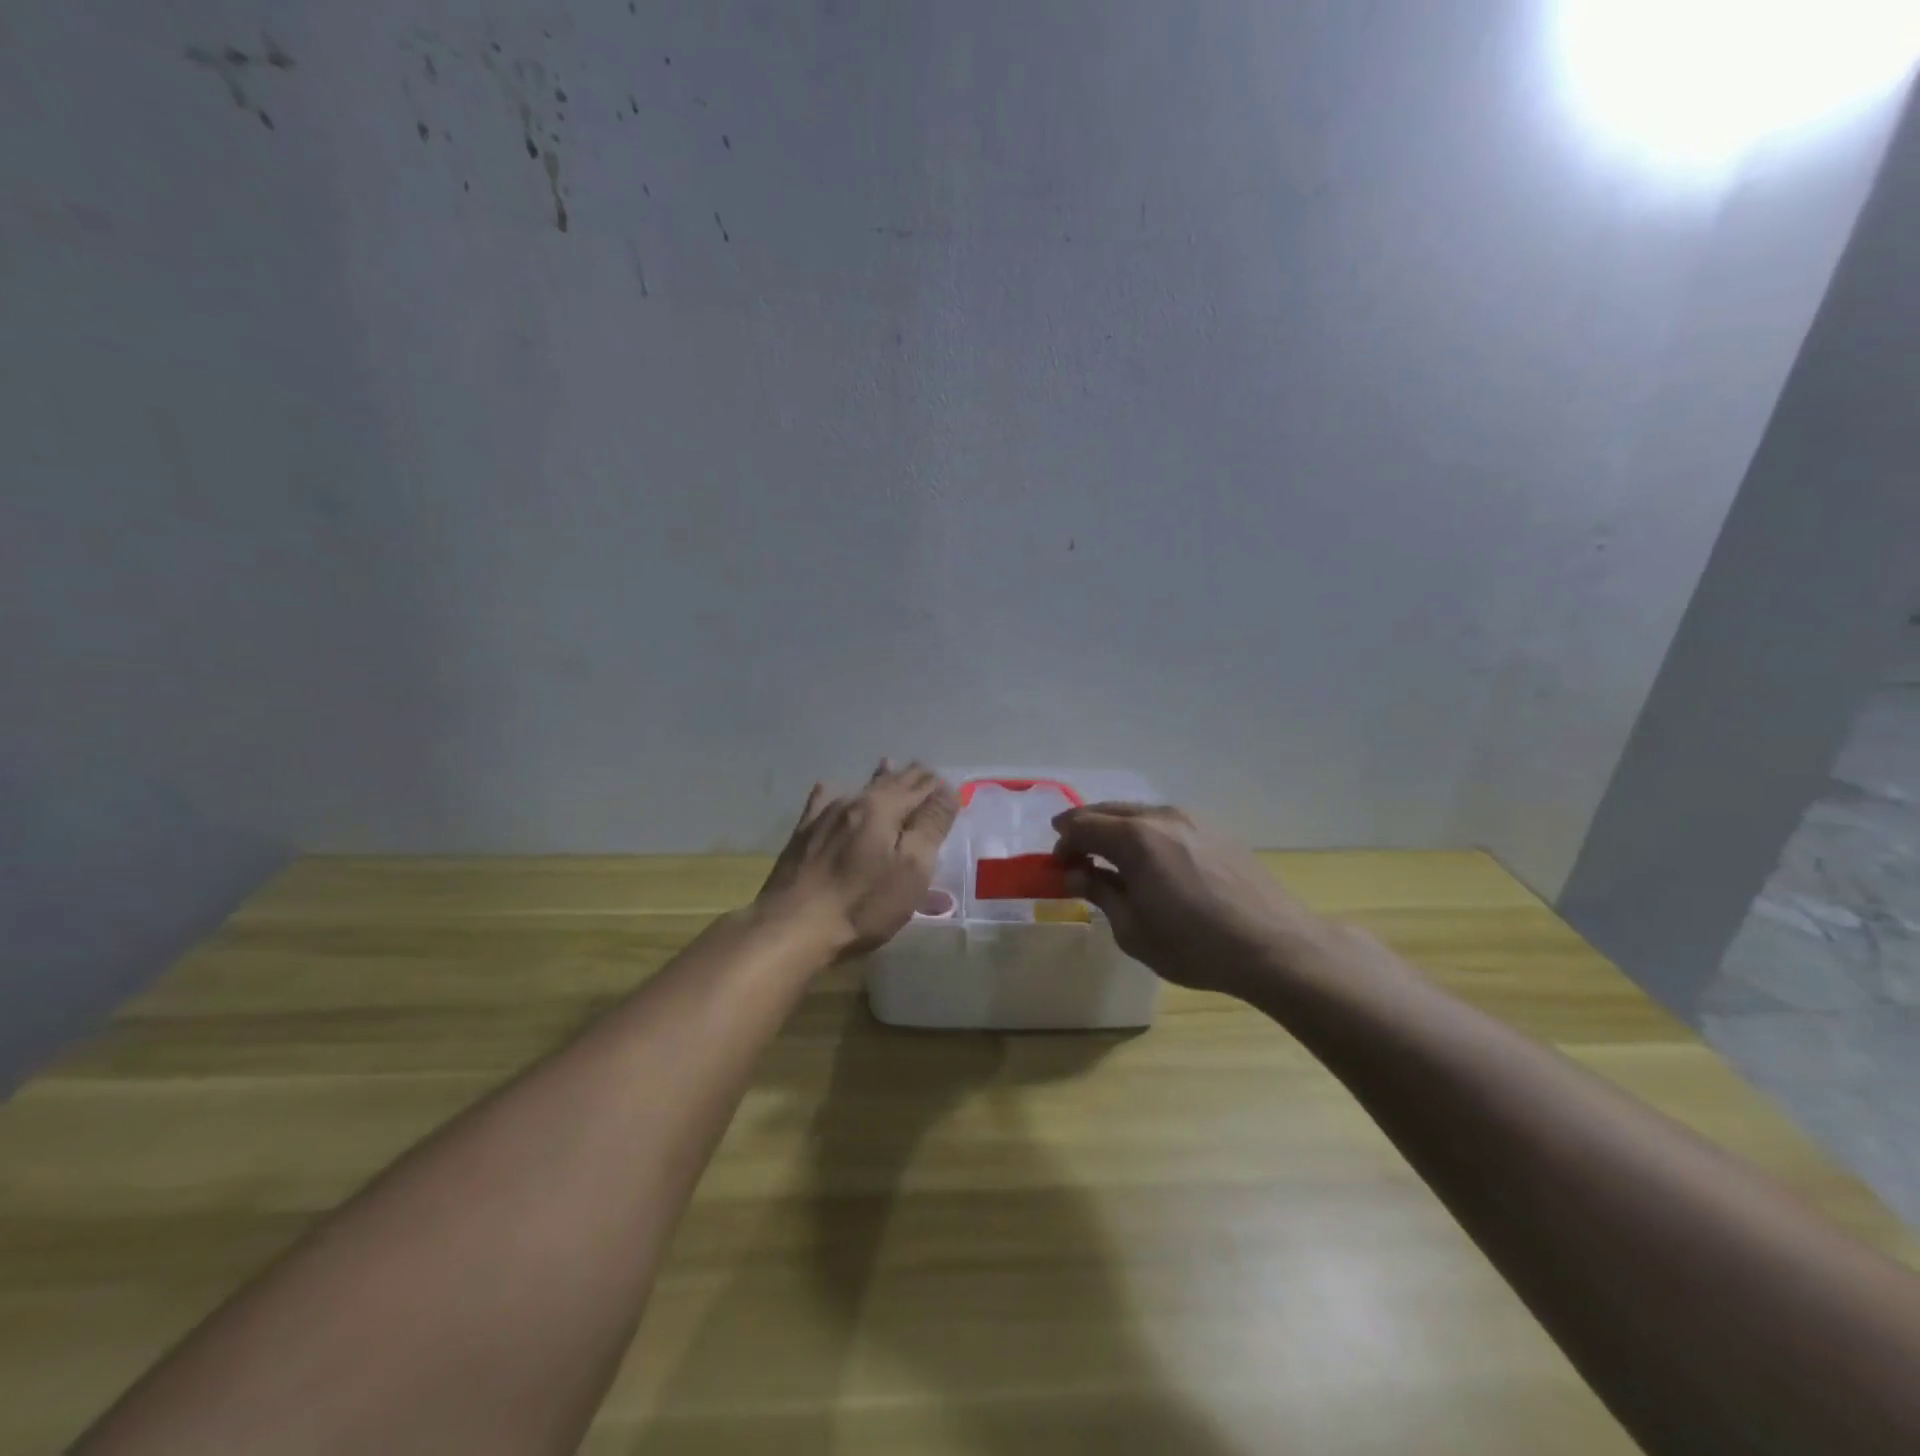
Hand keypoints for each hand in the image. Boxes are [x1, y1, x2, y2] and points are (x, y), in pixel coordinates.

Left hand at [756, 761, 957, 959]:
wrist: (791, 927)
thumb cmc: (862, 904)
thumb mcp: (911, 869)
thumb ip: (931, 826)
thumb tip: (947, 790)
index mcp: (883, 808)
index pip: (918, 788)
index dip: (935, 786)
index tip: (948, 783)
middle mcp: (853, 803)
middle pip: (888, 784)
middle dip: (909, 777)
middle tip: (925, 770)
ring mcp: (823, 818)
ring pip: (857, 790)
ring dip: (877, 779)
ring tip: (887, 764)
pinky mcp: (801, 837)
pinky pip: (820, 804)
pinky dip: (830, 794)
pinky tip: (826, 788)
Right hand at [1053, 803, 1335, 995]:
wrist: (1275, 946)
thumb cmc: (1195, 945)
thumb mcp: (1133, 929)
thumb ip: (1100, 893)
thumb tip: (1076, 873)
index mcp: (1134, 838)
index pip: (1081, 825)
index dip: (1063, 844)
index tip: (1058, 868)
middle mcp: (1161, 816)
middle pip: (1108, 811)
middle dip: (1085, 831)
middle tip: (1076, 860)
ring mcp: (1192, 819)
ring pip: (1139, 813)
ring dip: (1116, 831)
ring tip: (1113, 862)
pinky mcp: (1216, 830)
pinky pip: (1166, 822)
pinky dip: (1145, 834)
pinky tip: (1153, 863)